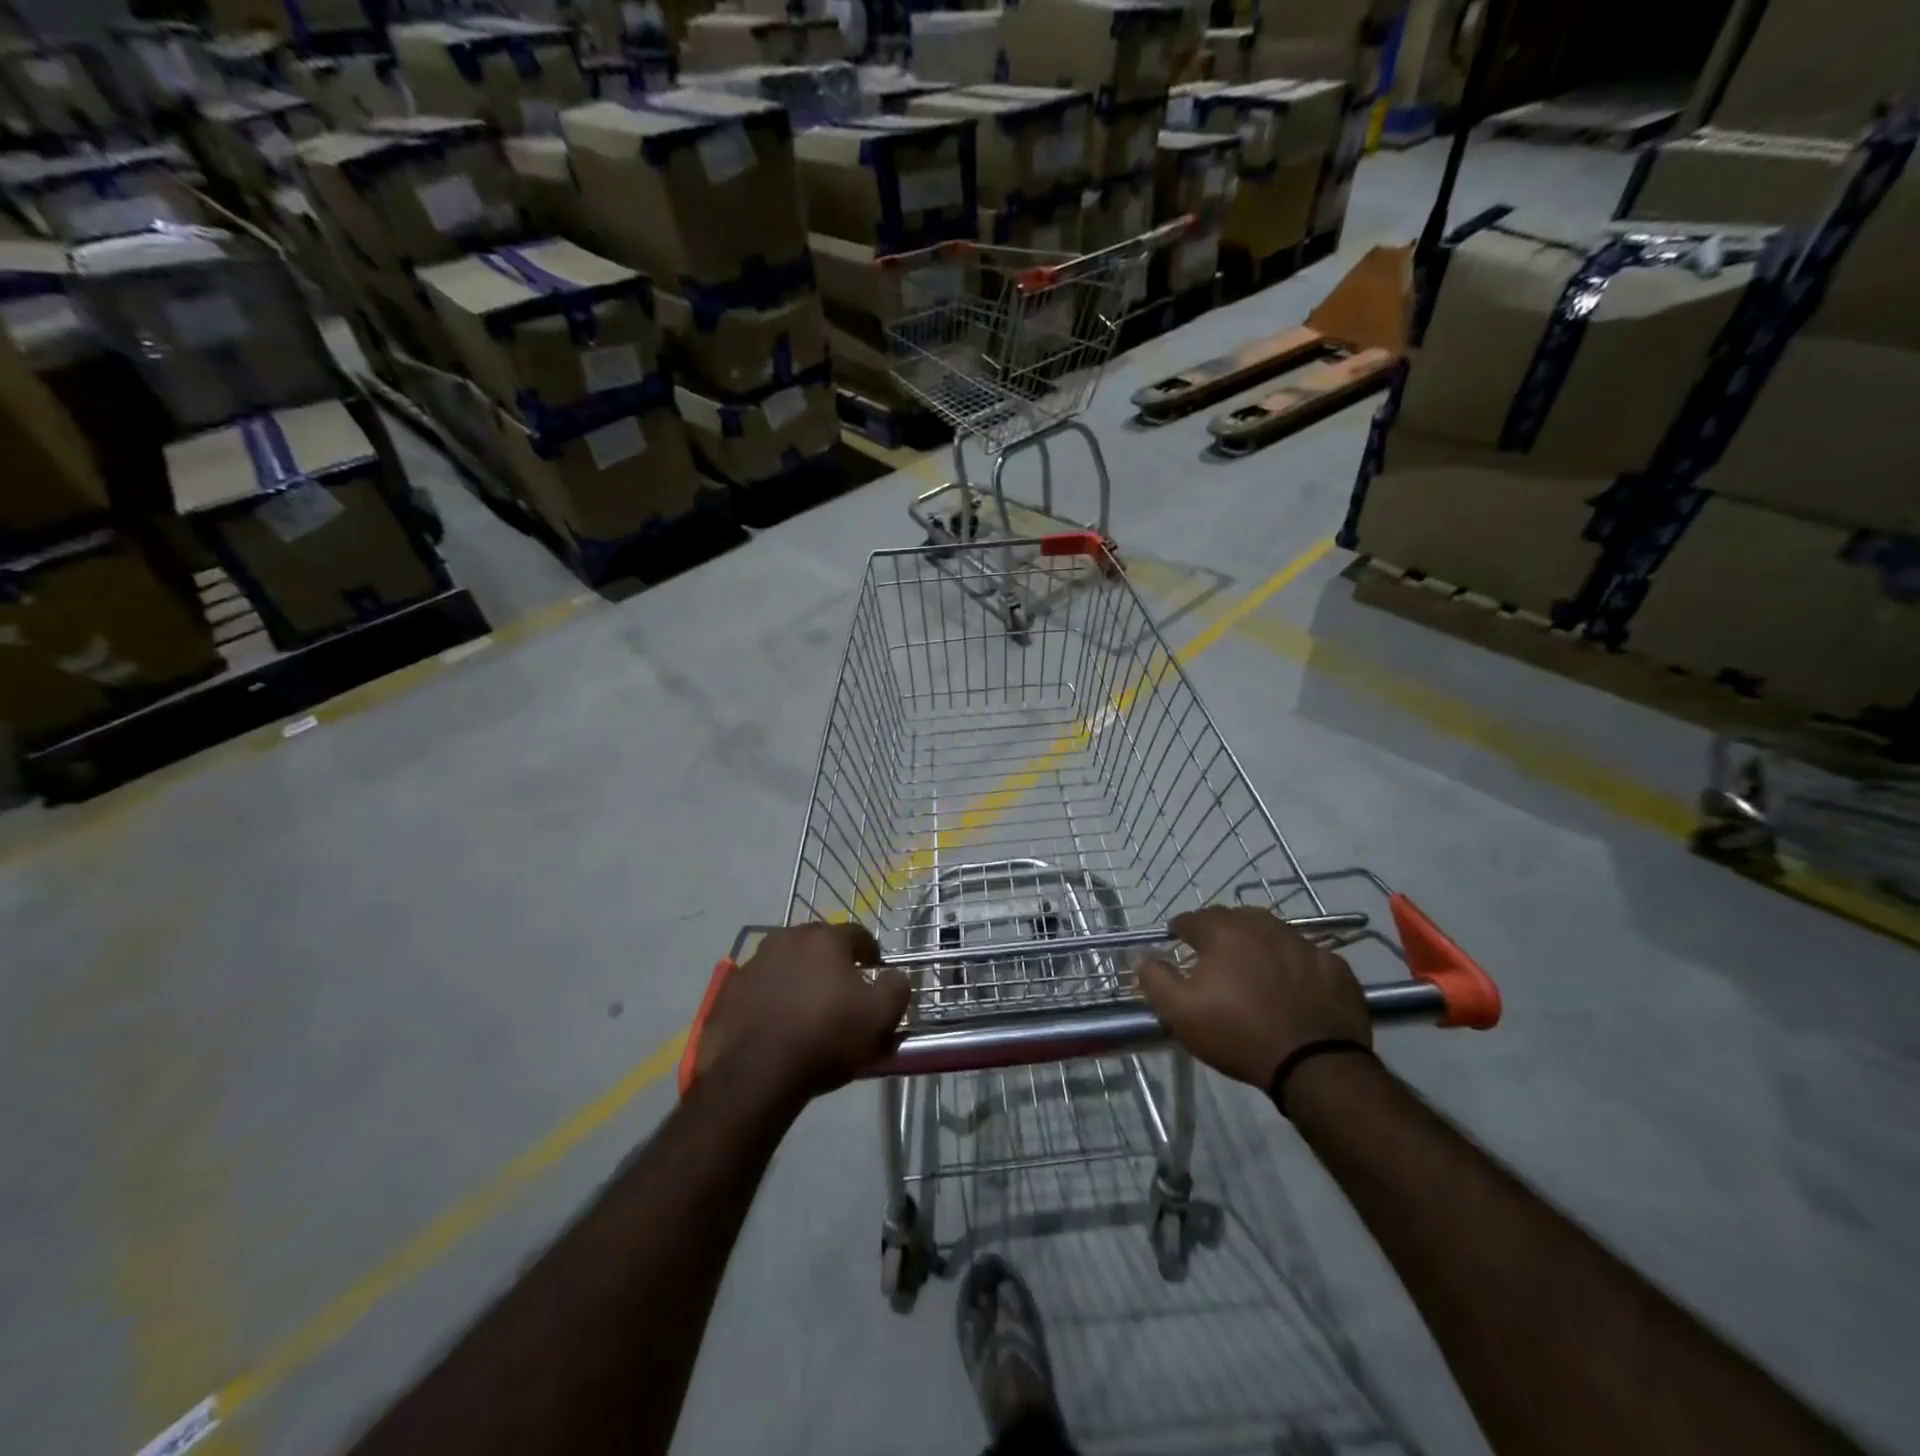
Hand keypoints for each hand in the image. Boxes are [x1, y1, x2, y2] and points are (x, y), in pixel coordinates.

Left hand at [695, 923, 908, 1102]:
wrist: (756, 1073)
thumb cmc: (825, 1037)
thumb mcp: (880, 1017)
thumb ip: (896, 989)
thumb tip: (895, 976)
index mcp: (824, 939)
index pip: (856, 933)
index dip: (869, 950)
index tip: (875, 968)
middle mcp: (786, 939)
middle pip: (817, 942)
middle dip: (831, 959)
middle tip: (841, 986)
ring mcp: (753, 963)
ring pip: (785, 962)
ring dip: (798, 975)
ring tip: (807, 1005)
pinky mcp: (728, 991)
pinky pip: (759, 987)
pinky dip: (771, 996)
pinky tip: (776, 1022)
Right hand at [1138, 906, 1370, 1088]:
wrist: (1315, 1065)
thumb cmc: (1238, 1034)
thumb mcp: (1180, 1013)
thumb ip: (1154, 979)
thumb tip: (1138, 954)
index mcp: (1223, 932)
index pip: (1192, 918)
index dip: (1180, 929)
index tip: (1176, 941)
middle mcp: (1263, 926)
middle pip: (1234, 919)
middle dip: (1220, 932)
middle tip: (1214, 956)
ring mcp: (1303, 943)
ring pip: (1272, 932)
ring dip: (1258, 943)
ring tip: (1253, 968)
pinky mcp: (1335, 966)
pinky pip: (1306, 956)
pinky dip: (1295, 964)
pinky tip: (1293, 986)